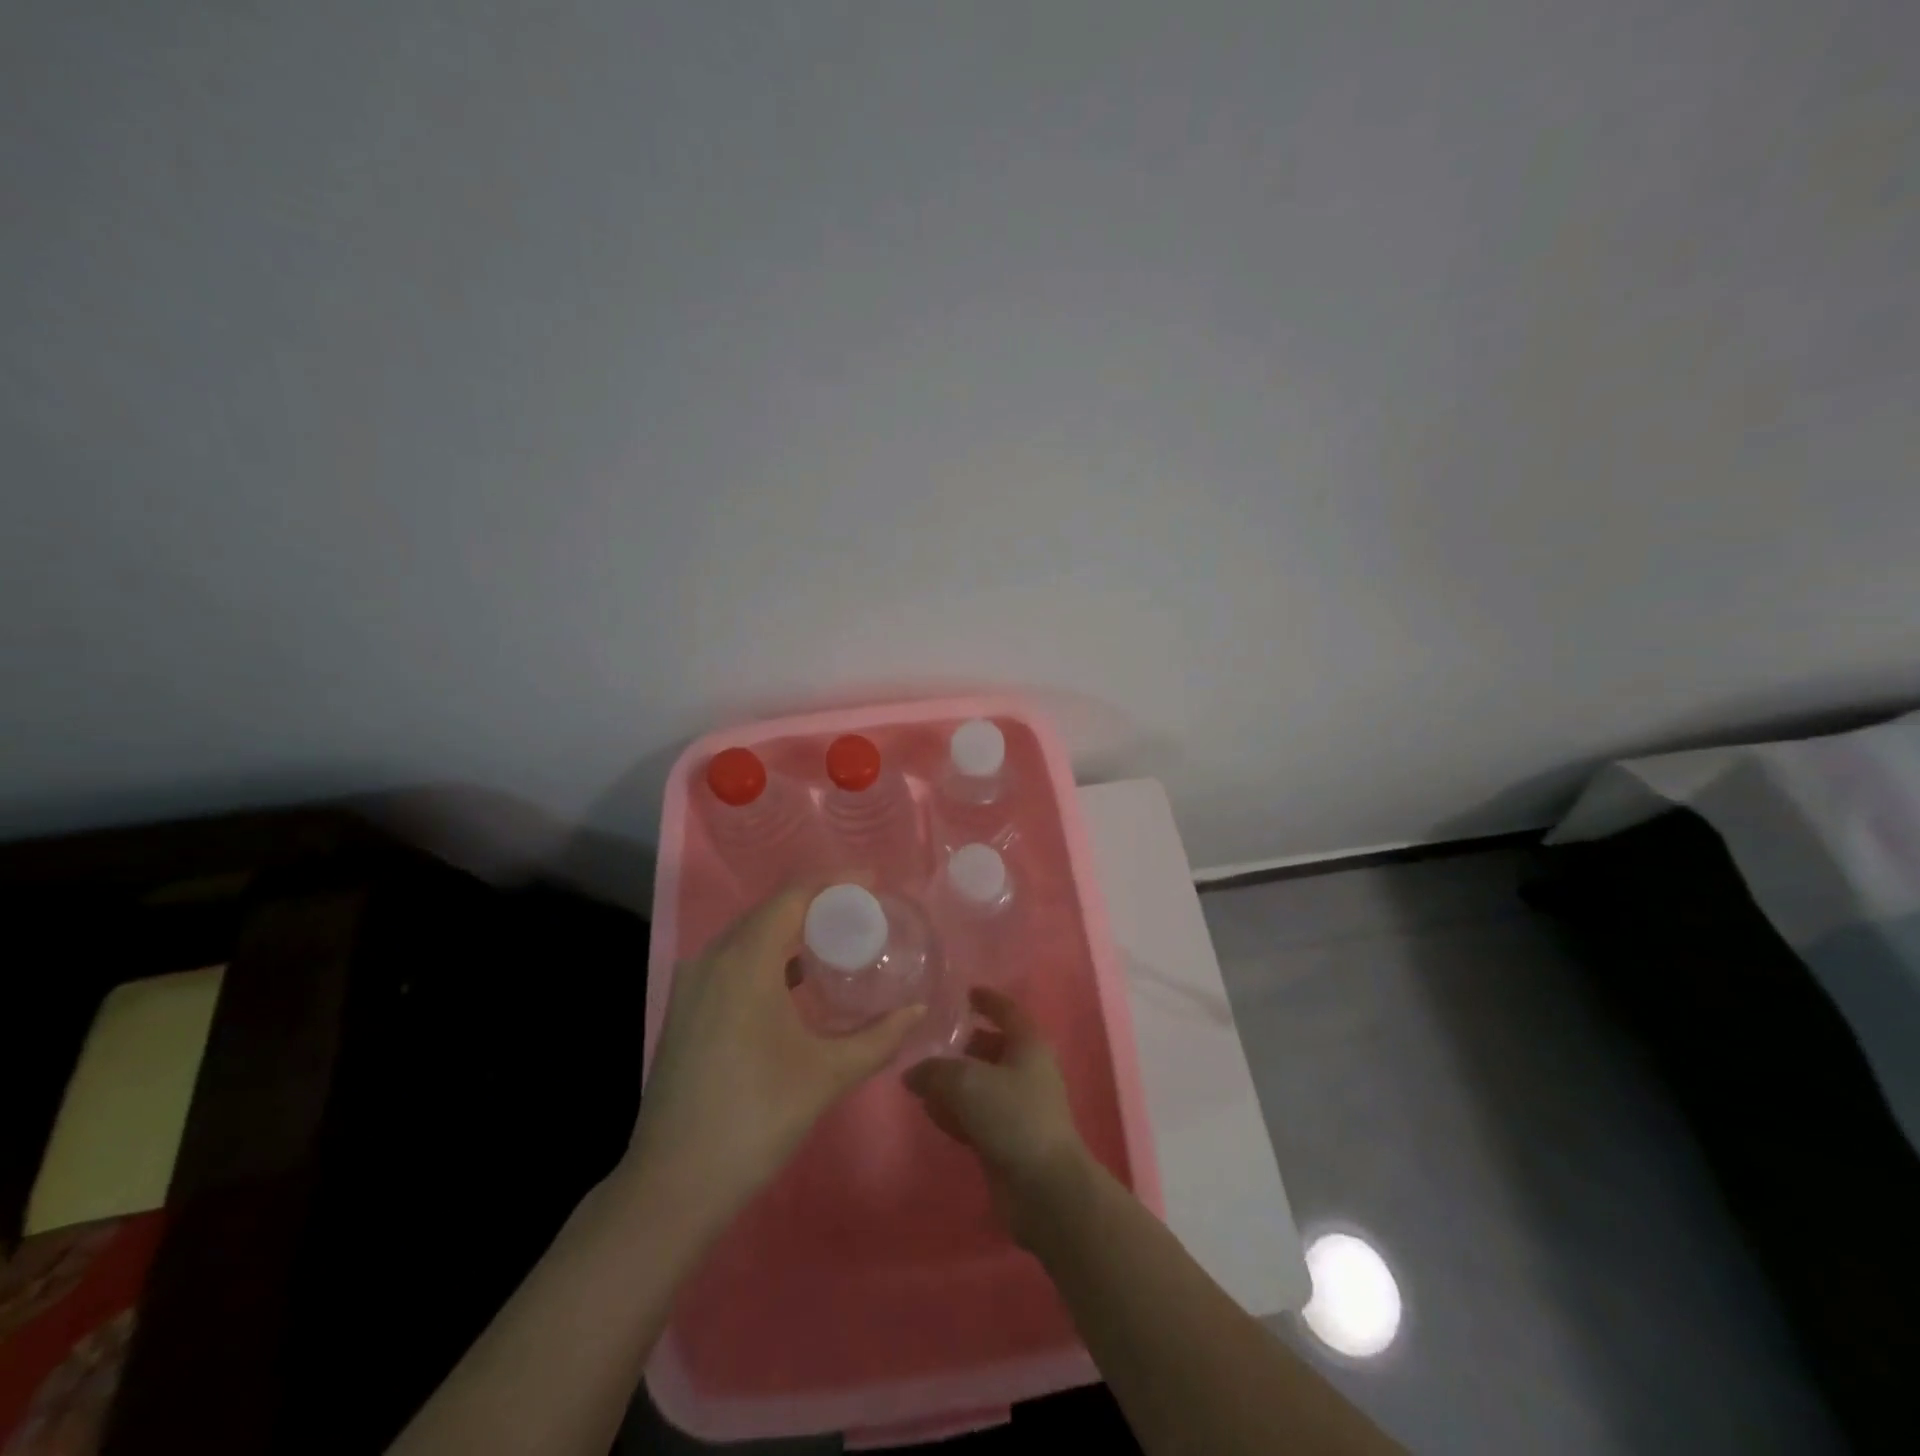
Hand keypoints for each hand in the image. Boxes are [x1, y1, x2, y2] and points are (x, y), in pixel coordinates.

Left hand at [626, 888, 925, 1228]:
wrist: (673, 1185)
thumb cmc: (756, 1118)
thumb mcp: (828, 1074)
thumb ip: (879, 1037)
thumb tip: (917, 1009)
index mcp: (744, 961)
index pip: (793, 896)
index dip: (835, 881)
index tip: (873, 882)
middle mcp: (713, 959)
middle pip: (770, 910)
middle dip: (818, 902)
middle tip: (864, 910)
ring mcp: (692, 984)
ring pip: (749, 934)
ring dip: (792, 928)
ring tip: (838, 936)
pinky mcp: (686, 1008)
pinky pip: (733, 959)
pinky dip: (769, 955)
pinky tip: (797, 978)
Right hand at [904, 987, 1090, 1243]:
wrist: (1044, 1188)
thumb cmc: (1013, 1117)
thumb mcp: (966, 1082)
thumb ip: (934, 1070)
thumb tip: (912, 1074)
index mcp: (1028, 1044)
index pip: (1007, 1010)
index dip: (987, 999)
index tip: (965, 992)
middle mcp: (1027, 1070)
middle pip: (992, 1047)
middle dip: (964, 1043)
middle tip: (930, 1039)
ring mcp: (1020, 1107)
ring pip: (982, 1083)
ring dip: (955, 1080)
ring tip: (920, 1077)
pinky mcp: (1008, 1139)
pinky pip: (977, 1114)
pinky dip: (956, 1110)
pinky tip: (931, 1113)